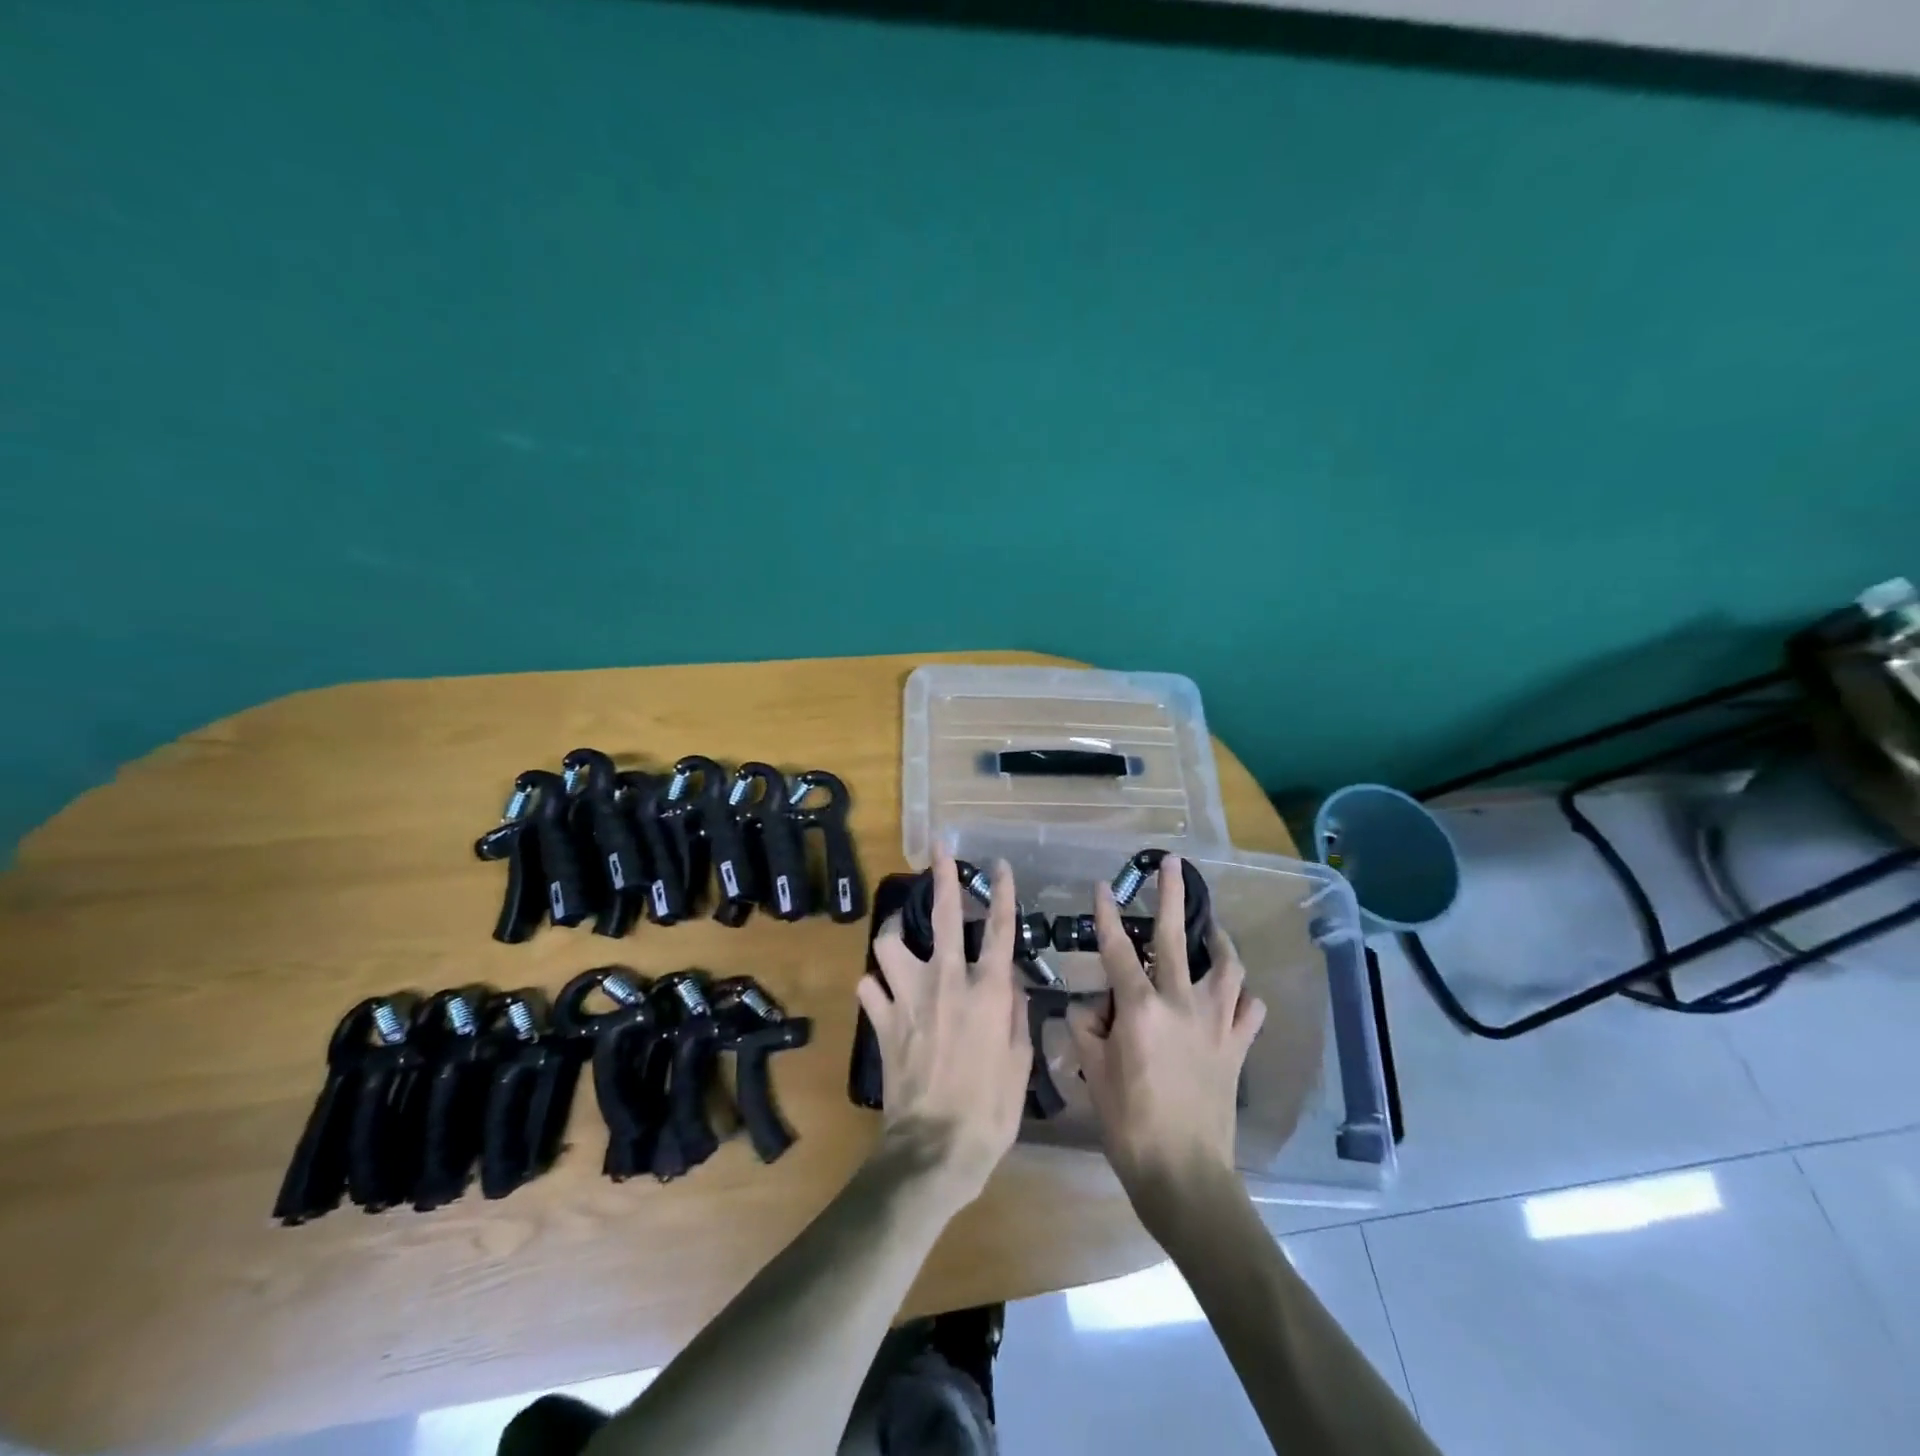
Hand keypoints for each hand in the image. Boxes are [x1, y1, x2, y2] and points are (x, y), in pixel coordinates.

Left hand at [858, 847, 1030, 1206]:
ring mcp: (908, 997)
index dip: (1001, 892)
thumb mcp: (1019, 1063)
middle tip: (938, 849)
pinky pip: (868, 987)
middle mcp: (947, 981)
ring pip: (889, 943)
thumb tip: (1009, 981)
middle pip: (945, 915)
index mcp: (987, 991)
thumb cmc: (989, 1111)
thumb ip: (1015, 1014)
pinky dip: (875, 986)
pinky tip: (881, 992)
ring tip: (900, 936)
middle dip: (942, 876)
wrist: (934, 1149)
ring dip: (894, 935)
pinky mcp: (881, 1020)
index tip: (1000, 865)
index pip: (1000, 929)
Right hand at [1066, 855, 1266, 1238]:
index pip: (1118, 949)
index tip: (1101, 886)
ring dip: (1219, 941)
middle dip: (1171, 895)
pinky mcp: (1237, 1047)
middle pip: (1176, 938)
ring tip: (1211, 929)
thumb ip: (1086, 1030)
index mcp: (1140, 1008)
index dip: (1106, 914)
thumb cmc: (1129, 1124)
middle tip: (1172, 863)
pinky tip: (1235, 994)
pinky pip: (1250, 1010)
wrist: (1185, 1174)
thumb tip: (1088, 1008)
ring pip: (1227, 966)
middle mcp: (1181, 1003)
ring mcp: (1216, 1023)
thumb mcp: (1092, 1073)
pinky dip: (1243, 996)